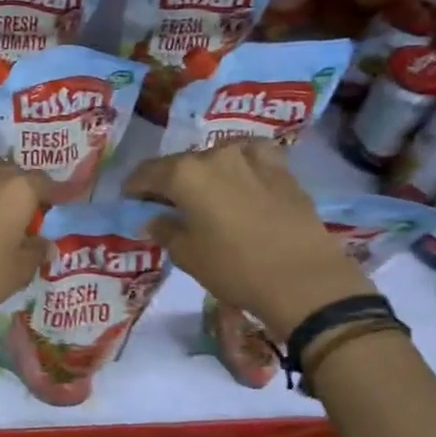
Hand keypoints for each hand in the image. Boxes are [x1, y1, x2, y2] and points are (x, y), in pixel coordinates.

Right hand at [124, 141, 375, 339]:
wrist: (304, 280)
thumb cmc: (234, 268)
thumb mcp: (187, 255)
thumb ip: (165, 229)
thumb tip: (156, 218)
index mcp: (184, 174)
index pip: (147, 173)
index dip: (135, 188)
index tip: (131, 201)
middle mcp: (215, 156)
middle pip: (180, 163)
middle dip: (168, 181)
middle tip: (165, 203)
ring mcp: (252, 158)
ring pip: (216, 157)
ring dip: (204, 172)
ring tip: (204, 193)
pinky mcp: (282, 169)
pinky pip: (251, 158)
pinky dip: (239, 165)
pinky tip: (241, 180)